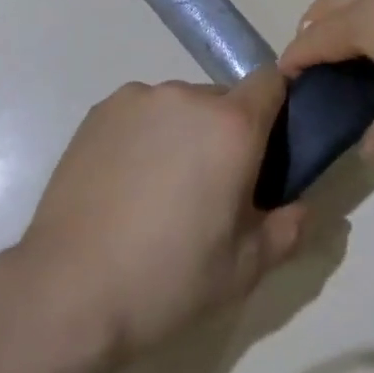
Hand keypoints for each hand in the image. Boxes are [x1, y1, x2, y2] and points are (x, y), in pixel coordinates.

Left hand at [18, 72, 306, 362]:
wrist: (70, 289)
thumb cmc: (169, 279)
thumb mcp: (245, 269)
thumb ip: (287, 229)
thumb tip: (303, 206)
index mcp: (231, 125)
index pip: (270, 83)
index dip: (277, 108)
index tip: (269, 148)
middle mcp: (185, 96)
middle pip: (222, 100)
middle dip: (226, 133)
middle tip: (211, 188)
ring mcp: (137, 100)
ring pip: (179, 107)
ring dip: (182, 134)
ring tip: (160, 190)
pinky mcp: (99, 111)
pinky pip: (140, 114)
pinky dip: (144, 136)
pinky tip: (125, 183)